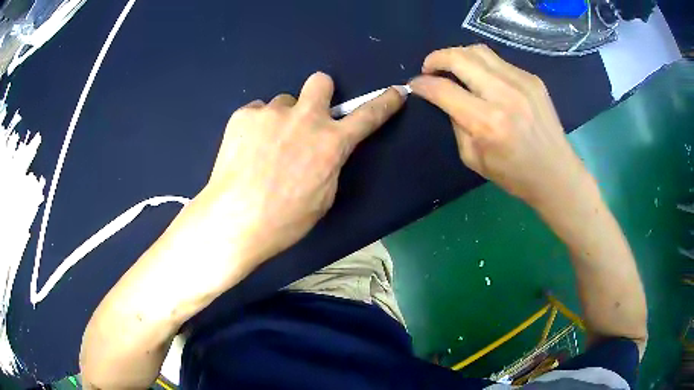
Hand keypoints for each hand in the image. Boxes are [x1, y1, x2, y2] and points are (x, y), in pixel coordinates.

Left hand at [193, 72, 405, 271]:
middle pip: (320, 81)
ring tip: (264, 148)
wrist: (234, 220)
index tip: (395, 92)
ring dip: (281, 119)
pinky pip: (256, 112)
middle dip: (319, 94)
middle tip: (305, 117)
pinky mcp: (244, 114)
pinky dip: (255, 127)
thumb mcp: (323, 197)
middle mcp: (305, 118)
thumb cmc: (284, 220)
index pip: (368, 115)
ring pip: (283, 103)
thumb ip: (329, 163)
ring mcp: (272, 112)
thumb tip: (323, 150)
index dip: (385, 102)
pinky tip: (245, 150)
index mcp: (331, 143)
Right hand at [410, 44, 590, 208]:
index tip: (415, 84)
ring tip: (452, 66)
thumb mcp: (473, 159)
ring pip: (478, 50)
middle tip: (429, 68)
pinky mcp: (532, 79)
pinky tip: (482, 78)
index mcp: (487, 123)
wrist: (556, 174)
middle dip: (435, 58)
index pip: (444, 90)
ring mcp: (521, 82)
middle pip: (459, 57)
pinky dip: (481, 65)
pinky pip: (498, 61)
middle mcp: (503, 95)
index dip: (422, 84)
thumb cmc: (514, 175)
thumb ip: (456, 124)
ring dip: (457, 55)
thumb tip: (445, 99)